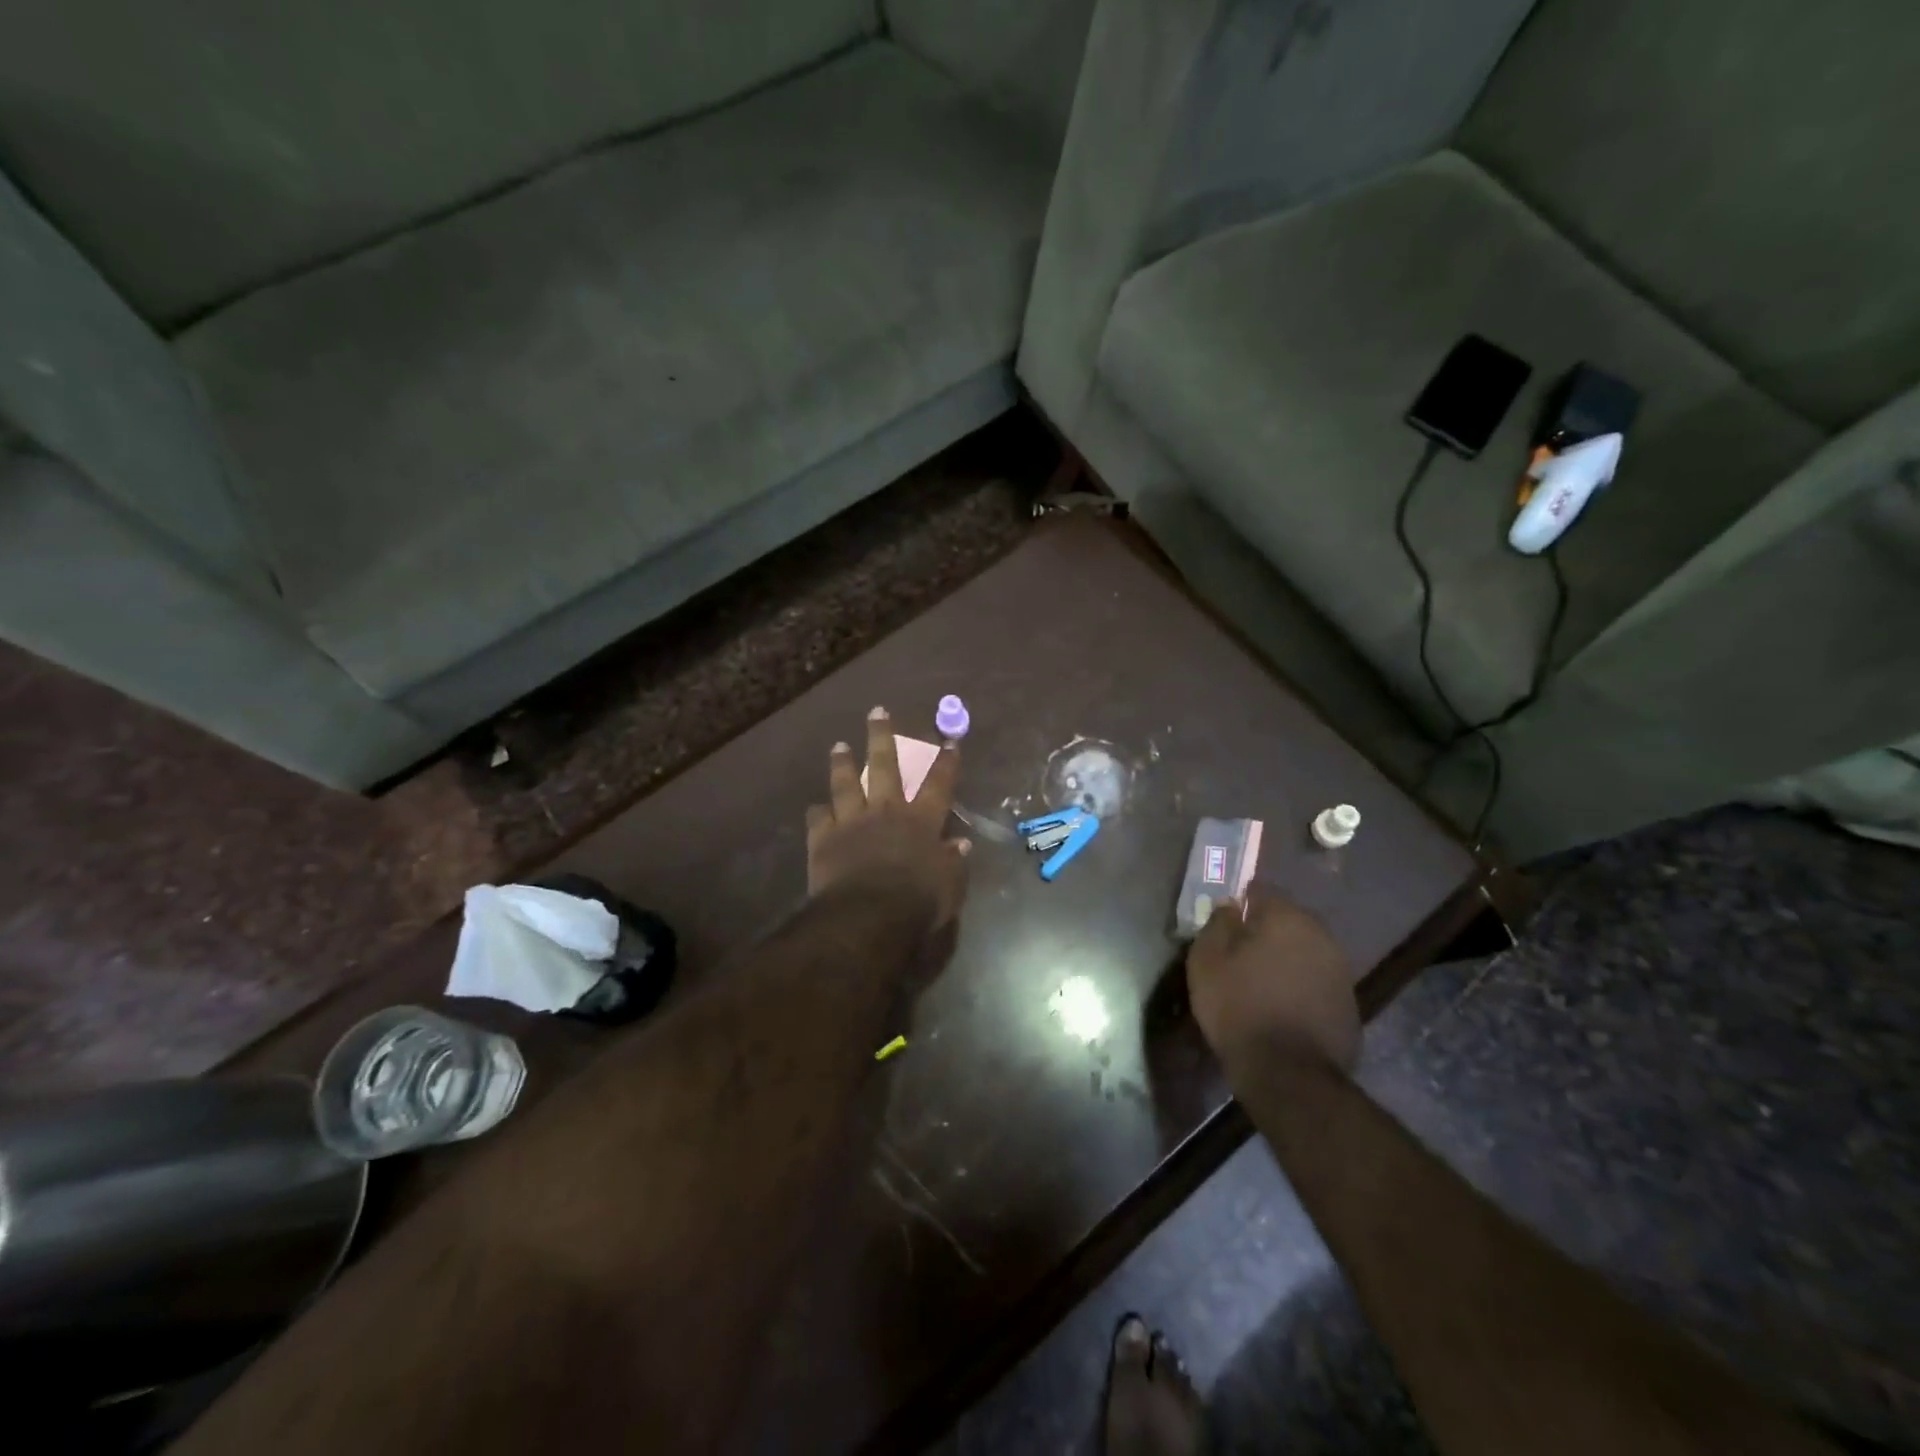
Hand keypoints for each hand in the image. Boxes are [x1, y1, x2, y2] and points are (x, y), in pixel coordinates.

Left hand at [806, 707, 970, 925]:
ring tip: (839, 745)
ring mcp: (851, 821)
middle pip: (885, 766)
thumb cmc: (916, 903)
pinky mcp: (823, 839)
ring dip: (842, 763)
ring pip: (845, 783)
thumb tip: (961, 844)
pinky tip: (814, 807)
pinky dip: (817, 812)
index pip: (938, 784)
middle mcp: (886, 811)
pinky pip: (817, 818)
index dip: (945, 761)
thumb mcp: (949, 887)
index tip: (948, 741)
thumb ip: (954, 862)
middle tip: (877, 712)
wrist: (866, 916)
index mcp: (920, 821)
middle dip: (882, 736)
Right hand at [1186, 887, 1358, 1073]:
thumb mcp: (1207, 961)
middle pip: (1288, 921)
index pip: (1262, 891)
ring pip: (1305, 951)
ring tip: (1260, 983)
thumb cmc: (1239, 1007)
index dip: (1241, 904)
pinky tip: (1282, 1007)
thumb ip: (1218, 924)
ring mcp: (1341, 971)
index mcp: (1287, 917)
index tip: (1225, 923)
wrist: (1289, 1074)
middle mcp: (1321, 936)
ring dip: (1285, 960)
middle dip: (1266, 932)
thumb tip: (1230, 906)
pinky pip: (1317, 982)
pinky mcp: (1350, 1005)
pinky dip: (1300, 987)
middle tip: (1240, 955)